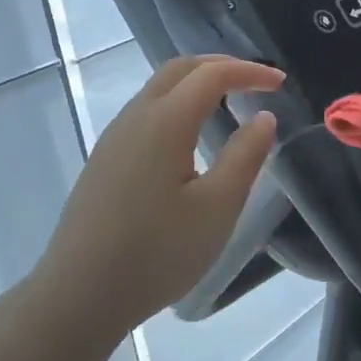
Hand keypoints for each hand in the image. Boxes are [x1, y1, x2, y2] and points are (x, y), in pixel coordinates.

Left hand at [29, 56, 283, 335]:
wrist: (80, 294)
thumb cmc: (158, 252)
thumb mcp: (218, 207)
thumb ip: (246, 156)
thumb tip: (264, 118)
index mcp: (165, 122)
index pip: (212, 75)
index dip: (249, 72)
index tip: (280, 83)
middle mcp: (135, 118)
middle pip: (179, 70)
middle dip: (220, 66)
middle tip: (255, 81)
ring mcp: (114, 139)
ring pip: (157, 89)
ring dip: (195, 84)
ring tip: (228, 102)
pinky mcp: (104, 161)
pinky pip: (145, 113)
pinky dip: (177, 104)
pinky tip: (189, 137)